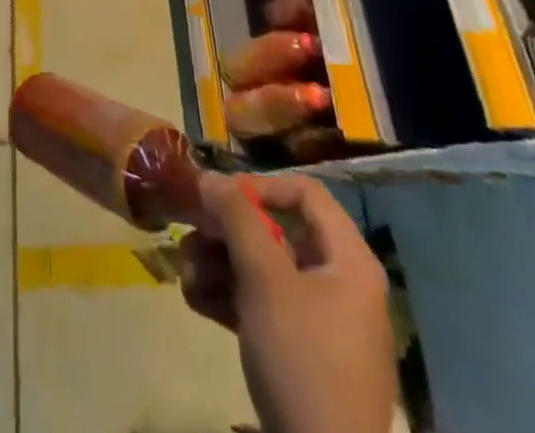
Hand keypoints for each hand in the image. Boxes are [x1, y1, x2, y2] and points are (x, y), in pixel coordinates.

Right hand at [180, 173, 396, 432]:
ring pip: (265, 271)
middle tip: (190, 235)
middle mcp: (341, 284)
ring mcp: (324, 323)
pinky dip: (232, 298)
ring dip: (220, 265)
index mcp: (349, 260)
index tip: (219, 198)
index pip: (306, 194)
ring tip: (186, 274)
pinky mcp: (305, 356)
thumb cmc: (302, 359)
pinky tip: (197, 301)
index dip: (260, 187)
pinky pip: (266, 307)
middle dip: (227, 232)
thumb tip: (210, 176)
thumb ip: (237, 218)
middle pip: (278, 232)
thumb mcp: (265, 280)